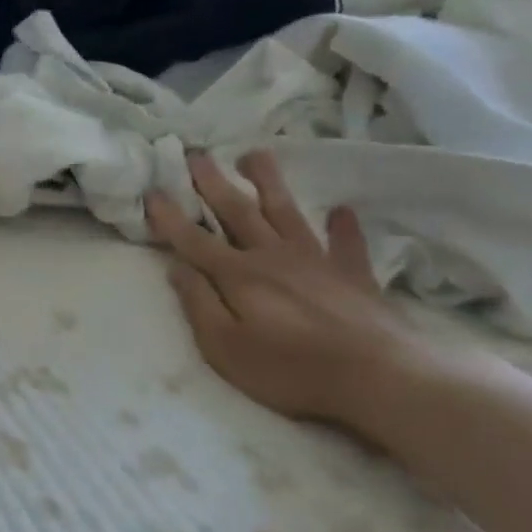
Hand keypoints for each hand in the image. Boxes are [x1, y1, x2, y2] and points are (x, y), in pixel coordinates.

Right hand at [145, 150, 437, 432]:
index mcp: (238, 275)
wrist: (380, 378)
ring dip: (268, 182)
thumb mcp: (225, 348)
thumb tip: (177, 268)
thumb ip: (199, 304)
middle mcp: (273, 256)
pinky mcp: (354, 276)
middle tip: (196, 153)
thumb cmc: (290, 370)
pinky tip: (341, 211)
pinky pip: (346, 243)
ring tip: (254, 154)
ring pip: (286, 211)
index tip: (152, 190)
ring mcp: (316, 261)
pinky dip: (343, 226)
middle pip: (237, 211)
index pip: (193, 239)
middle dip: (212, 182)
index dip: (170, 216)